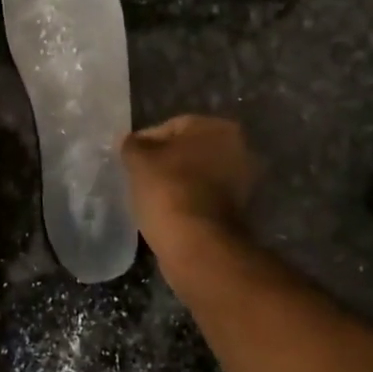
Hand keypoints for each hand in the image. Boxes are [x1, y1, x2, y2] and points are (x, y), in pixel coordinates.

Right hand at [120, 115, 258, 253]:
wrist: (196, 244)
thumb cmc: (168, 189)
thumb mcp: (138, 159)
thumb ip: (132, 144)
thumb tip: (131, 142)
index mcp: (219, 128)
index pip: (172, 126)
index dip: (146, 142)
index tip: (129, 159)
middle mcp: (239, 150)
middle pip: (188, 151)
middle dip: (165, 161)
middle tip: (139, 175)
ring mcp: (242, 183)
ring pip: (197, 175)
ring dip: (176, 182)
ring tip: (150, 195)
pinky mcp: (238, 212)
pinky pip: (203, 197)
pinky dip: (186, 201)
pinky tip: (166, 210)